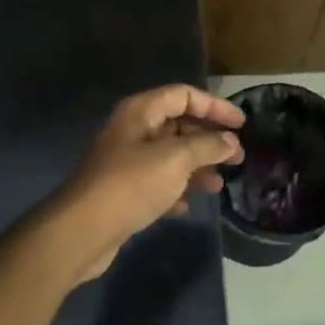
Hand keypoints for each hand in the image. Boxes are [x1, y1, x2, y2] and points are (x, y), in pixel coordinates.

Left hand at [58, 85, 244, 281]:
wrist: (83, 229)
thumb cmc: (132, 184)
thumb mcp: (176, 159)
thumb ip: (207, 146)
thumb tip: (230, 141)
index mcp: (141, 112)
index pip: (184, 95)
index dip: (214, 106)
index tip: (241, 124)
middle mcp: (132, 131)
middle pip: (178, 125)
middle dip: (209, 140)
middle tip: (237, 158)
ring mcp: (126, 162)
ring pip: (170, 156)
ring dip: (196, 168)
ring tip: (218, 185)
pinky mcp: (123, 191)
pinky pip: (157, 183)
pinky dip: (175, 190)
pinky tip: (187, 205)